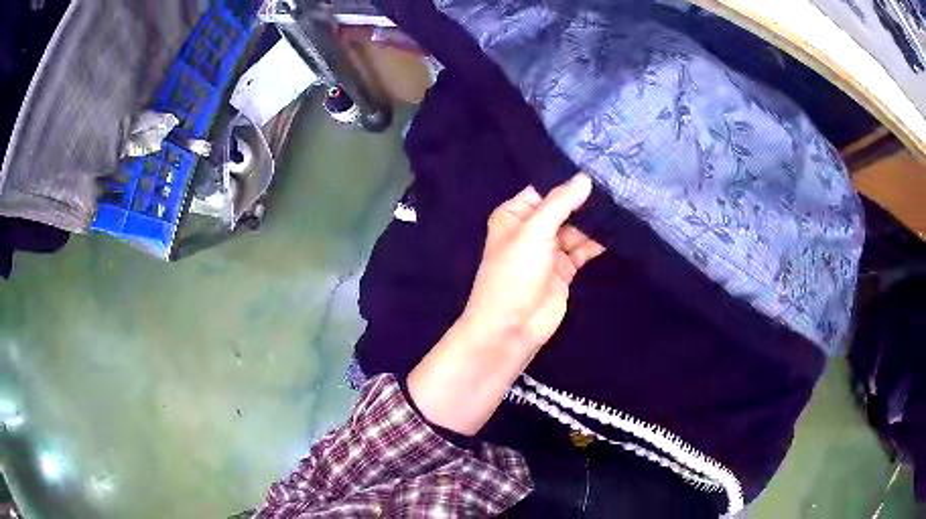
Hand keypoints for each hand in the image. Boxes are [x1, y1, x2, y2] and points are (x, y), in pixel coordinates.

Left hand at [461, 173, 603, 352]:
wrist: (512, 327)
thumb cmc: (514, 273)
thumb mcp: (534, 231)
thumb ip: (560, 203)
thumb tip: (585, 178)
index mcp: (514, 214)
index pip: (545, 189)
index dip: (568, 181)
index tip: (599, 167)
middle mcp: (532, 229)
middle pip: (563, 208)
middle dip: (586, 201)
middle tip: (618, 185)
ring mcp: (549, 250)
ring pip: (576, 229)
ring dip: (596, 221)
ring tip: (624, 204)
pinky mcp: (565, 269)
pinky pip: (584, 249)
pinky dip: (598, 242)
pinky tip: (619, 230)